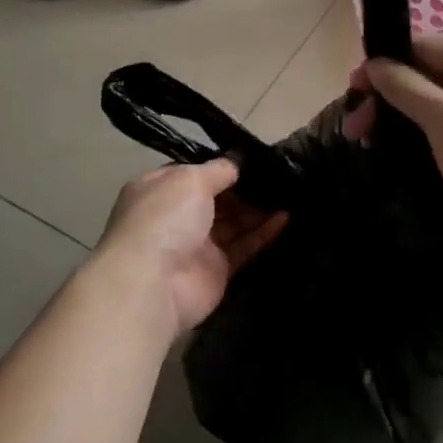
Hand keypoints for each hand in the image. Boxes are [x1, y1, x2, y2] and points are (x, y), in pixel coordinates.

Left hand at [95, 161, 287, 336]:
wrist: (153, 283)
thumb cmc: (165, 219)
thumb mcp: (190, 179)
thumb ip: (218, 169)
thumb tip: (237, 162)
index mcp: (160, 190)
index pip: (194, 173)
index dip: (222, 167)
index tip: (254, 159)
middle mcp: (175, 216)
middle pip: (217, 199)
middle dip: (244, 188)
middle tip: (278, 175)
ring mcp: (196, 245)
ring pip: (233, 223)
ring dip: (258, 210)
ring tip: (289, 193)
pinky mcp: (216, 271)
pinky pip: (244, 247)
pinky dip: (263, 234)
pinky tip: (285, 218)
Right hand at [353, 35, 442, 244]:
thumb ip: (407, 89)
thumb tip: (375, 63)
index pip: (419, 45)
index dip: (382, 66)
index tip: (353, 93)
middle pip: (424, 72)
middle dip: (387, 97)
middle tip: (355, 130)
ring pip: (434, 98)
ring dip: (400, 116)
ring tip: (368, 143)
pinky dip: (422, 131)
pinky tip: (398, 150)